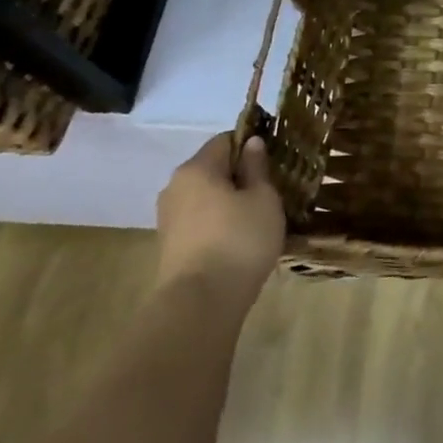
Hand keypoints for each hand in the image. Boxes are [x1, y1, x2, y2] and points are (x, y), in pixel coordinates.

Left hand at [155, 133, 286, 291]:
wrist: (200, 302)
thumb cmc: (239, 239)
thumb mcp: (263, 198)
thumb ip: (257, 167)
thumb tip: (252, 143)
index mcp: (197, 168)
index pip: (226, 139)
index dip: (252, 145)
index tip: (274, 161)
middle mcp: (175, 186)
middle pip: (213, 168)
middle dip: (240, 175)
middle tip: (271, 191)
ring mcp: (168, 218)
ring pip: (205, 197)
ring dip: (229, 201)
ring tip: (257, 218)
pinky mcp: (169, 245)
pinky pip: (200, 221)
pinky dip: (218, 223)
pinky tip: (239, 239)